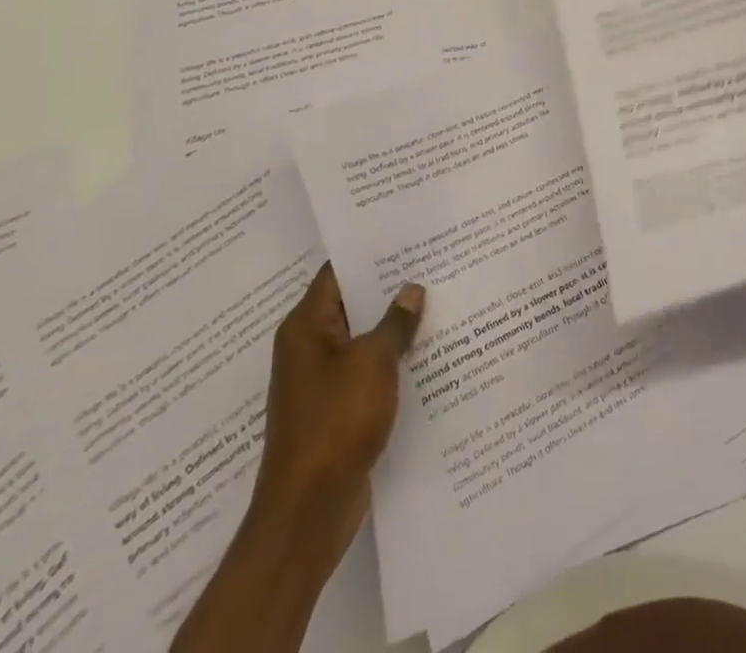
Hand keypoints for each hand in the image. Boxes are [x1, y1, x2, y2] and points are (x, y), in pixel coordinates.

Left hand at [250, 263, 425, 555]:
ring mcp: (322, 381)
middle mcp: (309, 348)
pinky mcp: (337, 410)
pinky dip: (392, 360)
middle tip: (434, 262)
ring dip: (395, 326)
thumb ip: (396, 322)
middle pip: (353, 303)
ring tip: (439, 300)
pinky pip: (367, 371)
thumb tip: (411, 290)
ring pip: (363, 339)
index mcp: (306, 327)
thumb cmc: (336, 422)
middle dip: (390, 287)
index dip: (371, 252)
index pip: (338, 272)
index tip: (408, 234)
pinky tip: (428, 352)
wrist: (308, 512)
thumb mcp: (373, 362)